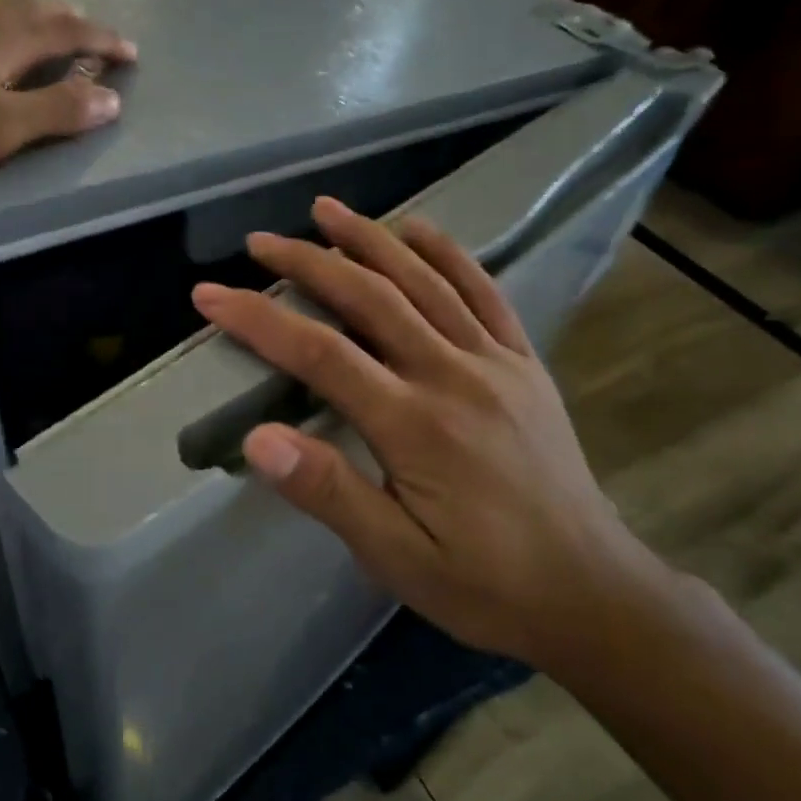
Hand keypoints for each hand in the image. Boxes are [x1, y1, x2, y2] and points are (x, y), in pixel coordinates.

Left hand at [0, 0, 136, 176]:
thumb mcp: (2, 128)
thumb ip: (57, 112)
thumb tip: (112, 99)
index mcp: (4, 37)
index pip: (67, 31)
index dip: (102, 41)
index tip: (131, 52)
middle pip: (31, 7)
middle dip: (67, 18)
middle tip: (88, 28)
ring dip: (29, 14)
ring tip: (41, 24)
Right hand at [190, 197, 671, 668]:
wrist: (590, 591)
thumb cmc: (483, 582)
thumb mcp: (396, 556)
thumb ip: (329, 493)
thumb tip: (258, 440)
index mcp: (414, 425)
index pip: (320, 354)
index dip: (259, 319)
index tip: (210, 295)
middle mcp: (452, 375)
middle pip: (369, 299)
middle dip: (308, 263)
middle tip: (260, 243)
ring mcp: (495, 362)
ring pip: (423, 282)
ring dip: (370, 240)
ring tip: (326, 210)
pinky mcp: (524, 364)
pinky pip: (484, 293)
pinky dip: (448, 254)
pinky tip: (418, 229)